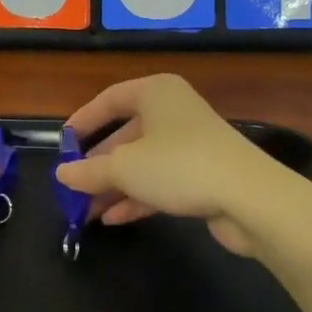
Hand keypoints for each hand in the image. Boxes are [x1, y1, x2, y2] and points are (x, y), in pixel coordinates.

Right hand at [55, 75, 285, 257]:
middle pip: (124, 134)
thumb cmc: (178, 165)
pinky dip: (136, 197)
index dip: (82, 122)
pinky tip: (113, 219)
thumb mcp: (124, 167)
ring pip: (141, 162)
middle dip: (97, 164)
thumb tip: (62, 175)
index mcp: (155, 92)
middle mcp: (172, 111)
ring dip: (113, 186)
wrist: (250, 197)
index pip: (109, 100)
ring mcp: (189, 143)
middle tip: (72, 186)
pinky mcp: (202, 174)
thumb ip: (88, 171)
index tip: (62, 146)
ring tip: (85, 211)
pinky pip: (160, 181)